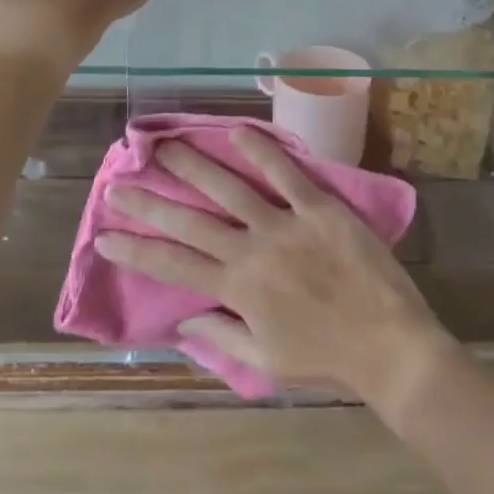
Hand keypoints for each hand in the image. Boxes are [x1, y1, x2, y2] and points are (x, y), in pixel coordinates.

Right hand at [93, 129, 455, 400]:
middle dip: (150, 204)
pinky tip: (236, 132)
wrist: (388, 346)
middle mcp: (253, 251)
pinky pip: (286, 174)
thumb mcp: (266, 361)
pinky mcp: (319, 207)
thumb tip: (183, 319)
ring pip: (230, 189)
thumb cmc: (326, 358)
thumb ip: (221, 337)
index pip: (174, 266)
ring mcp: (286, 225)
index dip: (136, 249)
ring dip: (194, 167)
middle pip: (191, 222)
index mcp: (238, 290)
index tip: (105, 234)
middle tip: (119, 183)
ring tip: (165, 147)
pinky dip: (261, 151)